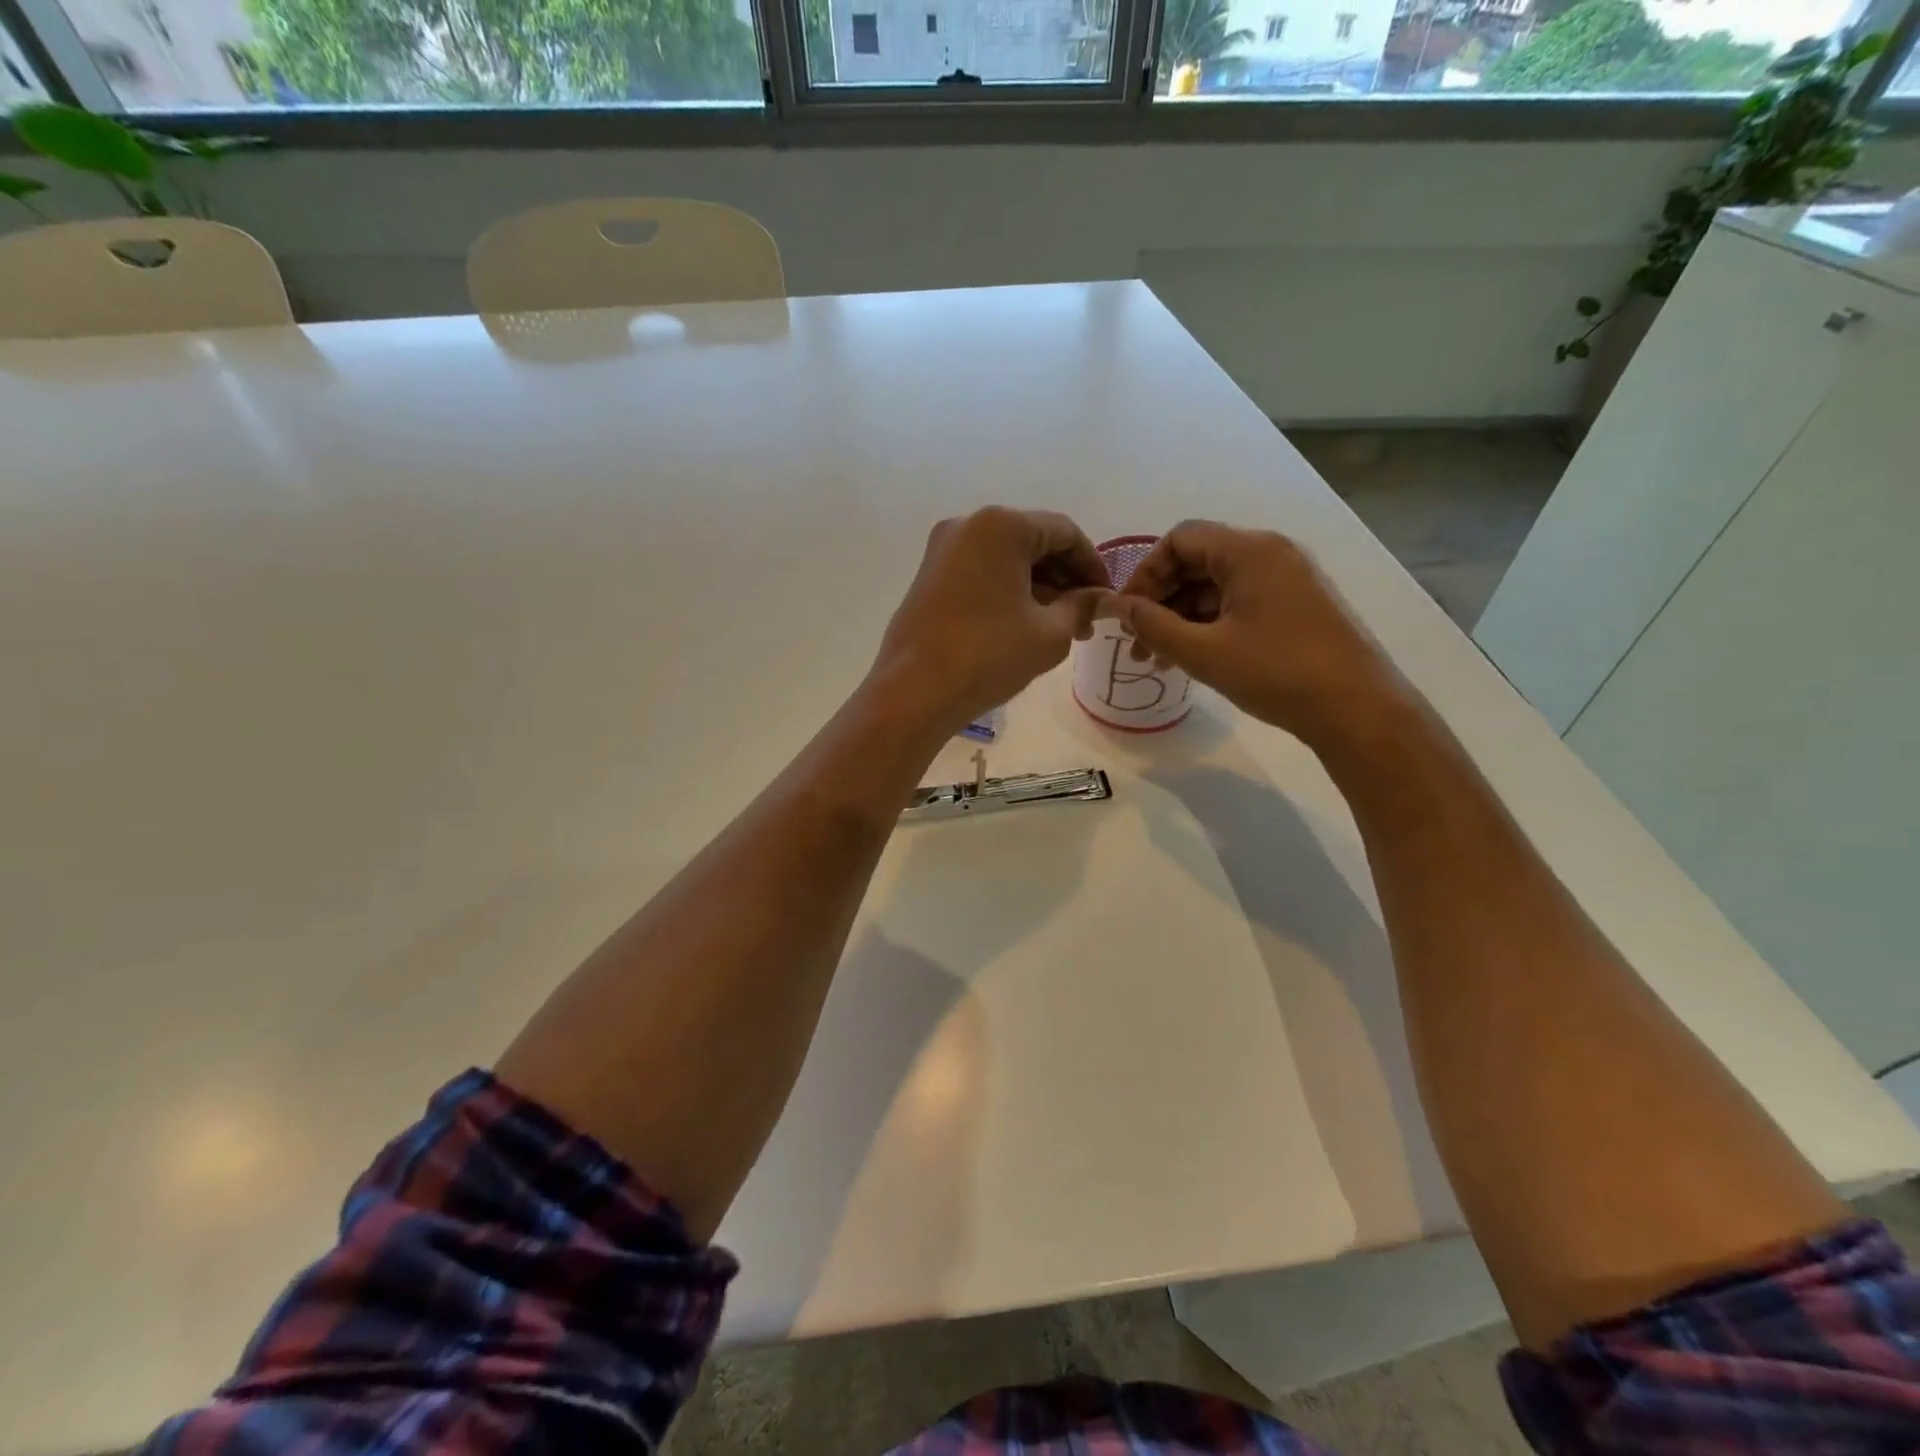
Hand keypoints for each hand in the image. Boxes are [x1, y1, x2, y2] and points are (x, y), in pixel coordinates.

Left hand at [872, 507, 1107, 735]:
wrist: (914, 692)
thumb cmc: (989, 656)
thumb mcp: (1050, 633)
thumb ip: (1082, 607)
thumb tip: (1101, 598)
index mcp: (1001, 525)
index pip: (1064, 532)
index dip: (1093, 565)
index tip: (1107, 598)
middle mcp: (968, 525)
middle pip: (1032, 541)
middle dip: (1064, 579)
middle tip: (1086, 620)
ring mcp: (942, 550)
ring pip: (1006, 559)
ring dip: (1038, 587)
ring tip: (1060, 629)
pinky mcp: (928, 576)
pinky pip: (981, 572)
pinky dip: (1008, 591)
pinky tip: (1024, 625)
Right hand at [1111, 520, 1407, 749]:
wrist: (1357, 709)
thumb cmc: (1276, 673)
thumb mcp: (1204, 652)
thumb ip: (1154, 626)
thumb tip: (1118, 607)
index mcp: (1249, 551)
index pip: (1180, 539)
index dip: (1145, 573)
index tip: (1127, 614)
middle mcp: (1270, 554)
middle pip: (1197, 561)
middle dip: (1161, 600)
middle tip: (1136, 642)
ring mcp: (1287, 580)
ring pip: (1217, 586)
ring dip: (1182, 617)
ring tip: (1158, 660)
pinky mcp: (1296, 606)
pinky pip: (1239, 603)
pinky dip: (1210, 624)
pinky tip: (1192, 659)